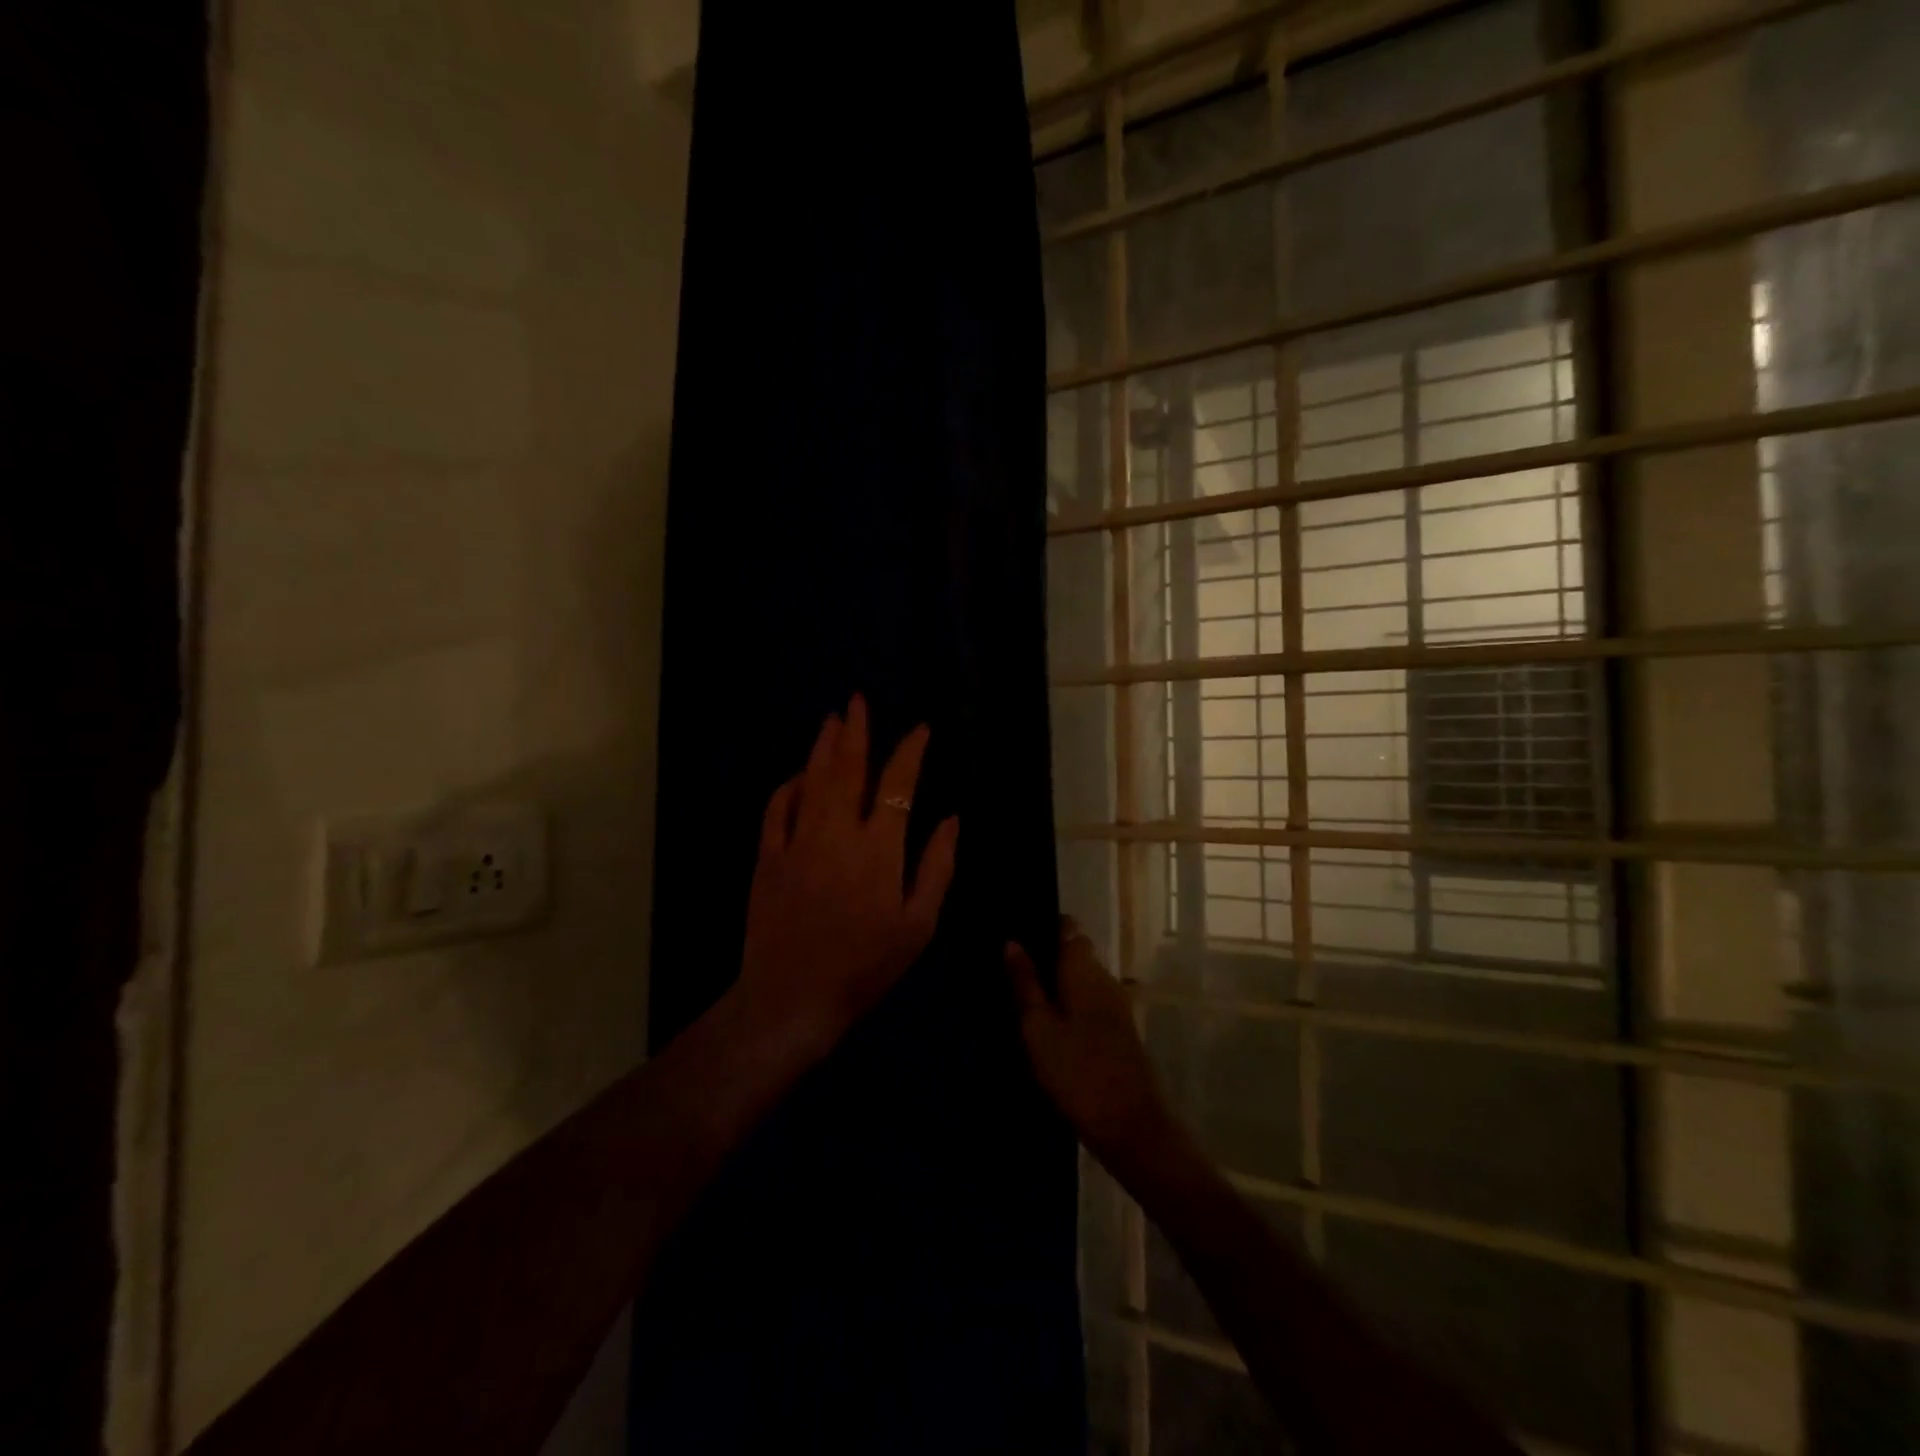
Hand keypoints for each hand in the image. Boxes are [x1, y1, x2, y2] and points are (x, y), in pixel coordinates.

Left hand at [733, 694, 958, 1054]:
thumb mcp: (918, 925)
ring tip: (831, 719)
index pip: (899, 785)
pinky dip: (788, 786)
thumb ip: (936, 867)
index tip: (920, 729)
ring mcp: (798, 841)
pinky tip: (797, 773)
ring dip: (823, 747)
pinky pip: (777, 809)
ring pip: (812, 780)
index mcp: (880, 848)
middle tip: (858, 701)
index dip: (911, 751)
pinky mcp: (769, 857)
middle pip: (849, 769)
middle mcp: (838, 833)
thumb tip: (952, 820)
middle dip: (856, 731)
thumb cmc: (865, 966)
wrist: (793, 997)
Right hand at [1006, 918, 1178, 1173]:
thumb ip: (1025, 983)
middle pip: (1075, 952)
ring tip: (1021, 995)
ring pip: (1081, 978)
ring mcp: (1116, 1004)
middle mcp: (1105, 978)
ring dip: (1056, 982)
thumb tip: (1011, 942)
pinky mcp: (1119, 1030)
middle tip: (1008, 968)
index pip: (1068, 928)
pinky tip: (1047, 1023)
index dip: (1044, 924)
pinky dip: (1069, 1004)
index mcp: (1084, 970)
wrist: (1132, 1126)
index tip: (1017, 931)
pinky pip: (1089, 1001)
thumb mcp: (1038, 1028)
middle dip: (1046, 955)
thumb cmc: (1078, 1072)